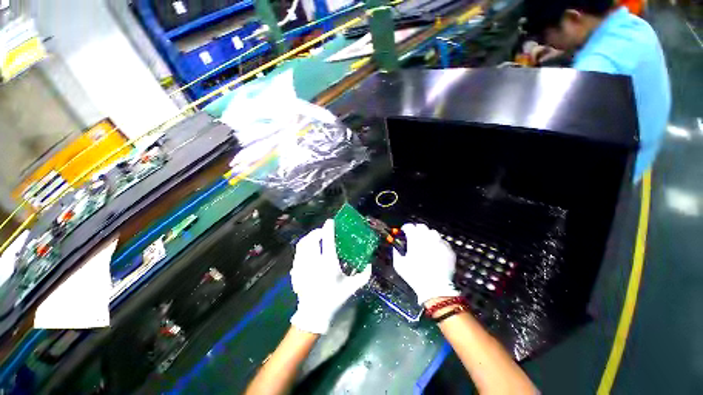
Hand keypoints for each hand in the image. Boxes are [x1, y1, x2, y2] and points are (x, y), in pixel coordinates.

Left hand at [290, 219, 370, 333]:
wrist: (314, 314)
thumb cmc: (334, 299)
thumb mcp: (351, 287)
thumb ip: (364, 275)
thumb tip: (370, 264)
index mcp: (329, 265)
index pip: (328, 241)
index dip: (329, 229)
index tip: (330, 221)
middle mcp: (314, 262)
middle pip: (312, 239)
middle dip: (317, 231)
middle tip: (323, 231)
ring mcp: (303, 266)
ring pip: (302, 245)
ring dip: (309, 237)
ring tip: (316, 237)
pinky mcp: (296, 270)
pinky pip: (298, 253)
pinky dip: (303, 247)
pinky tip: (308, 249)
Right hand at [393, 223, 458, 304]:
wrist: (435, 288)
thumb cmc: (415, 276)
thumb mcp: (399, 265)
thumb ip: (395, 252)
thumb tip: (395, 247)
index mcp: (415, 239)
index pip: (409, 226)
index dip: (405, 228)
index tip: (404, 233)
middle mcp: (428, 237)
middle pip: (421, 226)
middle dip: (417, 230)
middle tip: (414, 238)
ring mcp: (440, 242)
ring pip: (433, 232)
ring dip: (428, 236)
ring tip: (426, 244)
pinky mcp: (449, 249)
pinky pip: (442, 242)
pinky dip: (437, 244)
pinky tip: (435, 252)